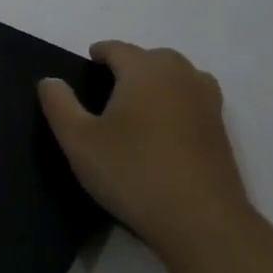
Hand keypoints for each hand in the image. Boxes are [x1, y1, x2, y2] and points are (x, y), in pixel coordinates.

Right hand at [37, 41, 251, 253]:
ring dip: (159, 81)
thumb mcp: (78, 140)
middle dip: (131, 65)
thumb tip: (50, 80)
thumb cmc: (133, 172)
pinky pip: (195, 101)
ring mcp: (207, 104)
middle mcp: (180, 77)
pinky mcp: (222, 133)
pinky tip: (163, 131)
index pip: (118, 49)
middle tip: (109, 88)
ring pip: (180, 76)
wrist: (202, 223)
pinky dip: (179, 103)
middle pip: (153, 57)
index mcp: (144, 71)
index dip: (99, 54)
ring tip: (139, 105)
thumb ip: (59, 104)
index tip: (87, 66)